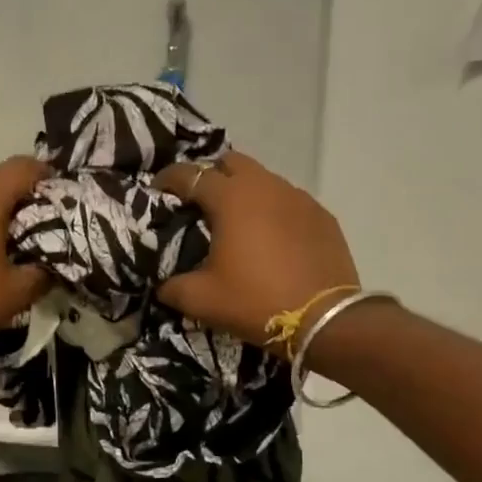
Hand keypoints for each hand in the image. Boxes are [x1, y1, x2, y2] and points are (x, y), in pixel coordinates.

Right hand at [153, 152, 358, 352]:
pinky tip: (272, 238)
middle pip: (231, 162)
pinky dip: (274, 211)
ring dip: (245, 192)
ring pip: (264, 180)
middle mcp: (266, 186)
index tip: (157, 192)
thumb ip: (173, 287)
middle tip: (200, 203)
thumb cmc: (255, 302)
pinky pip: (290, 202)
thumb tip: (164, 285)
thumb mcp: (202, 300)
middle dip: (212, 175)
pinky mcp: (322, 216)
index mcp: (231, 198)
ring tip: (237, 222)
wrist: (324, 320)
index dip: (168, 180)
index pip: (190, 174)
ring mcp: (299, 198)